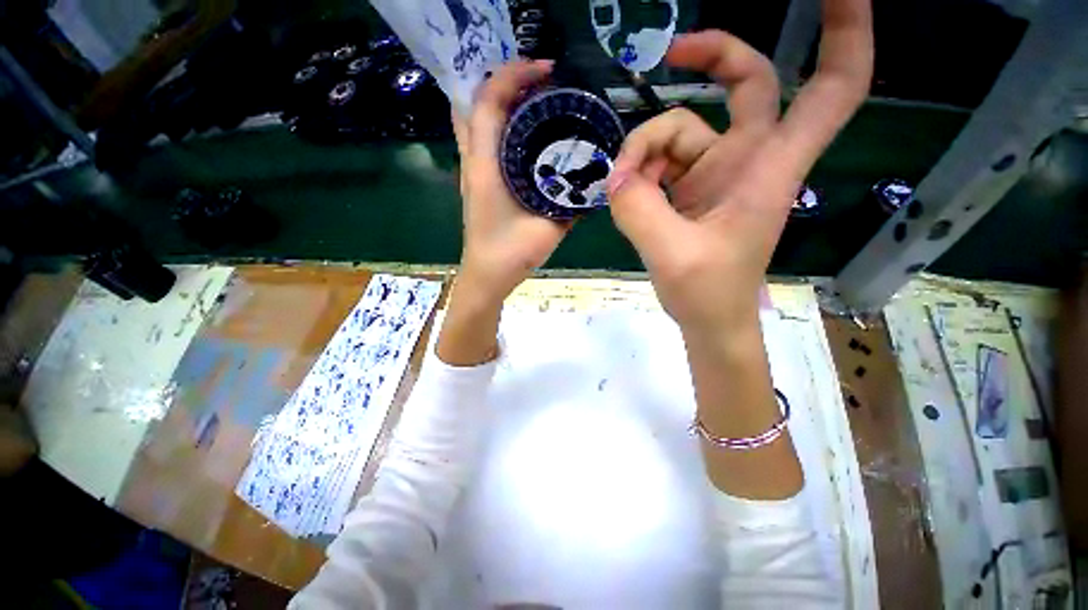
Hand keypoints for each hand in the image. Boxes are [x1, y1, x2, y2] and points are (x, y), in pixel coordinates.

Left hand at [452, 59, 566, 305]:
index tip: (546, 70)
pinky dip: (502, 127)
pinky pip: (484, 142)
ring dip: (502, 102)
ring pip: (477, 121)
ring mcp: (473, 170)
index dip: (514, 74)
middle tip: (541, 82)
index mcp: (487, 165)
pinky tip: (528, 134)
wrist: (489, 275)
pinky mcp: (478, 181)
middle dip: (505, 82)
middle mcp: (475, 161)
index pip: (489, 101)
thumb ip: (571, 205)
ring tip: (536, 100)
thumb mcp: (549, 227)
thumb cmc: (514, 253)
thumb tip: (593, 181)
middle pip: (477, 103)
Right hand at [607, 1, 872, 499]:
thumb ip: (640, 211)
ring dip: (644, 153)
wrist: (706, 320)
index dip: (845, 32)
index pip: (833, 86)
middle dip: (715, 57)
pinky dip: (639, 174)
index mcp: (767, 168)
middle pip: (747, 83)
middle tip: (669, 55)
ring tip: (622, 190)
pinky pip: (660, 163)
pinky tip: (626, 196)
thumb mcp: (672, 254)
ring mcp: (716, 174)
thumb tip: (615, 177)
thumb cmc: (708, 294)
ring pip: (679, 132)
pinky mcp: (689, 191)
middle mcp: (747, 160)